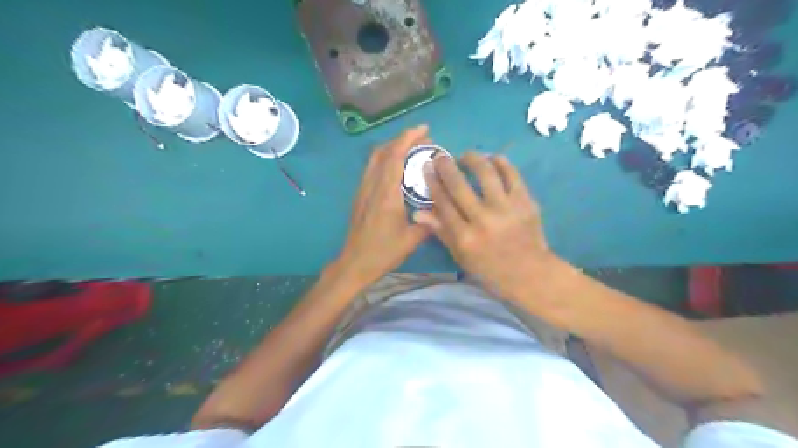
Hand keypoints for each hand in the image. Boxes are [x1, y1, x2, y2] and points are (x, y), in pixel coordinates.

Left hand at [336, 126, 435, 286]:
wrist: (354, 263)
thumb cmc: (383, 252)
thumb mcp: (411, 240)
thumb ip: (428, 222)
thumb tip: (442, 210)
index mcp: (386, 194)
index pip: (395, 156)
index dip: (408, 138)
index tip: (424, 129)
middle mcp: (372, 186)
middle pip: (382, 151)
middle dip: (401, 139)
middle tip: (422, 140)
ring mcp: (363, 190)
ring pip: (375, 158)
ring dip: (392, 148)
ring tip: (411, 150)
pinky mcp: (360, 196)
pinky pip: (372, 169)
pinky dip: (385, 159)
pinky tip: (398, 168)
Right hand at [415, 151, 553, 300]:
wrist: (530, 273)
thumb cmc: (490, 269)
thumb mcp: (460, 256)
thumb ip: (441, 232)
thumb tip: (418, 212)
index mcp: (465, 237)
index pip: (443, 203)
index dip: (433, 182)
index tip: (427, 167)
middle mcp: (483, 220)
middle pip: (459, 185)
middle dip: (446, 166)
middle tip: (441, 156)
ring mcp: (506, 209)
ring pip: (486, 173)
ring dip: (473, 159)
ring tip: (467, 156)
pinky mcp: (526, 202)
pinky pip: (512, 174)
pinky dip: (501, 163)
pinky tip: (493, 159)